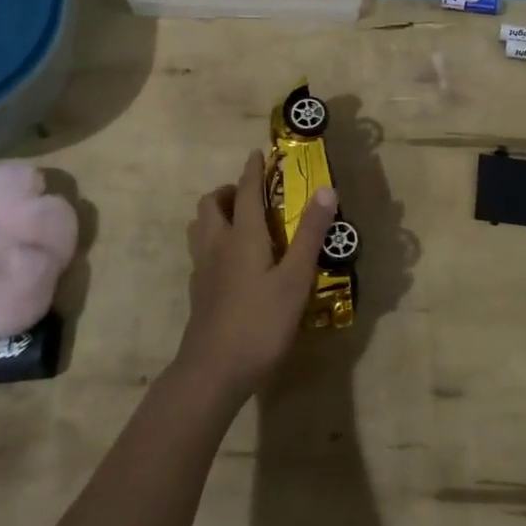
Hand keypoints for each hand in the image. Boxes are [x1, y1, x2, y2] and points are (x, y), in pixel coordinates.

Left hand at [178, 150, 336, 403]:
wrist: (213, 371)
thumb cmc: (260, 322)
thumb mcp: (295, 279)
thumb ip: (310, 234)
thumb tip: (326, 188)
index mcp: (242, 235)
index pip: (246, 191)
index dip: (252, 170)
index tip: (257, 153)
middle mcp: (217, 244)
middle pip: (211, 203)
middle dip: (229, 191)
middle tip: (252, 196)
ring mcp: (203, 268)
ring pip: (200, 225)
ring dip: (217, 213)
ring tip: (241, 222)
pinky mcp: (198, 290)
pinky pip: (201, 249)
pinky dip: (214, 239)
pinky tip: (233, 260)